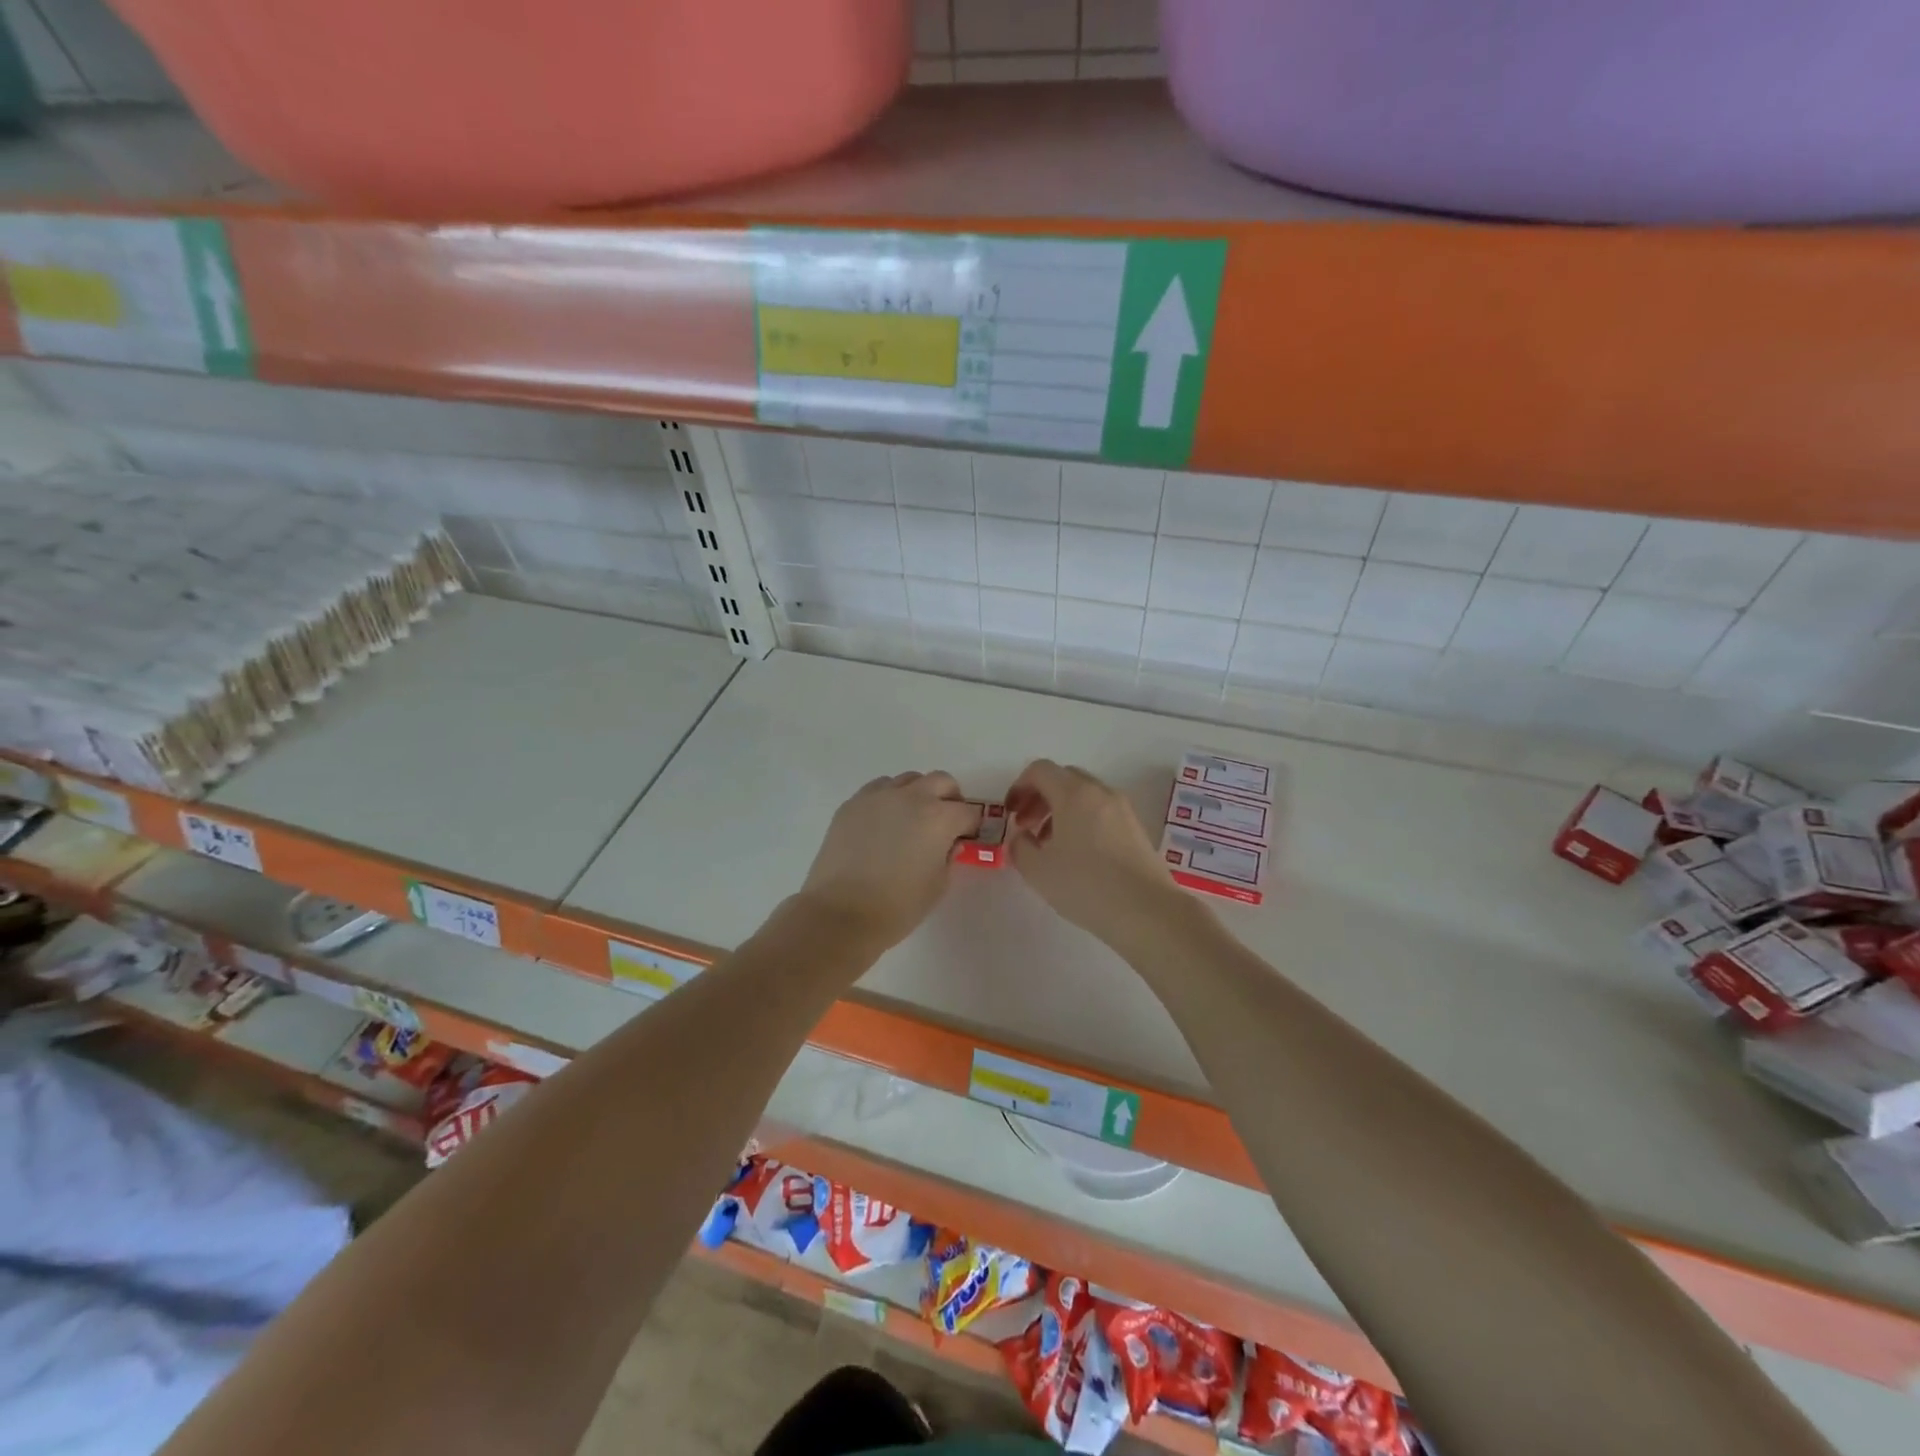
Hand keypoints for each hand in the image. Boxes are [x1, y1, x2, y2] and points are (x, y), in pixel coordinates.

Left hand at [798, 771, 979, 952]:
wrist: (841, 913)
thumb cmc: (897, 906)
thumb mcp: (938, 885)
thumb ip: (949, 857)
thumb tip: (948, 844)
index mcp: (939, 818)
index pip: (969, 812)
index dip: (971, 826)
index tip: (966, 839)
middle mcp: (911, 797)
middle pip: (941, 781)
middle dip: (949, 799)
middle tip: (944, 823)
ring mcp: (879, 796)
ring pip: (908, 780)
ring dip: (918, 794)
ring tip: (910, 821)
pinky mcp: (852, 803)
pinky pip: (878, 789)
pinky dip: (889, 799)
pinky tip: (883, 824)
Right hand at [1005, 759, 1187, 944]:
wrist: (1147, 911)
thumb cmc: (1086, 886)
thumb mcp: (1038, 870)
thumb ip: (1020, 847)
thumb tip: (1022, 837)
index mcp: (1074, 793)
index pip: (1040, 770)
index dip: (1019, 787)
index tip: (1010, 814)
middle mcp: (1100, 792)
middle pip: (1063, 778)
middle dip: (1040, 797)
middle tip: (1027, 827)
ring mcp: (1122, 809)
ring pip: (1084, 795)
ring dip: (1060, 810)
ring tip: (1050, 845)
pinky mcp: (1136, 828)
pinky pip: (1101, 812)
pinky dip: (1082, 821)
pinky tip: (1077, 855)